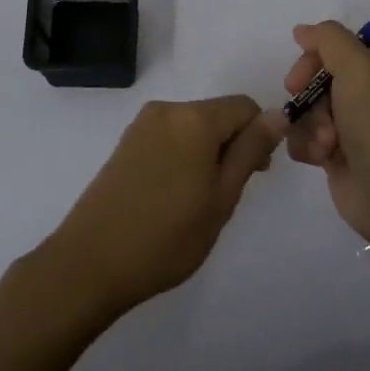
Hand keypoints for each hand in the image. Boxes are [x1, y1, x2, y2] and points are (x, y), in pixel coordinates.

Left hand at [44, 97, 283, 318]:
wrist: (91, 263)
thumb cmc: (167, 236)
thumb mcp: (222, 197)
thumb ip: (250, 151)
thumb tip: (278, 114)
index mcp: (195, 118)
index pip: (245, 107)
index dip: (259, 136)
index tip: (255, 175)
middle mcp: (167, 109)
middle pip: (217, 114)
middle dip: (232, 145)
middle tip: (226, 195)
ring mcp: (141, 125)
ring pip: (193, 127)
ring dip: (207, 153)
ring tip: (198, 201)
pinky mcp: (126, 143)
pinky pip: (170, 137)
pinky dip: (183, 156)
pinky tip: (173, 195)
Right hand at [283, 21, 369, 250]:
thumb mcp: (358, 66)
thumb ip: (328, 38)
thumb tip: (303, 31)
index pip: (333, 48)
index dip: (311, 61)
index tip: (298, 79)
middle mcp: (367, 93)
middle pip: (316, 80)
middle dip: (309, 98)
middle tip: (311, 111)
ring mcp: (352, 126)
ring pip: (307, 111)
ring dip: (309, 126)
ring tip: (327, 144)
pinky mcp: (338, 156)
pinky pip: (306, 139)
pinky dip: (309, 147)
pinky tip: (323, 160)